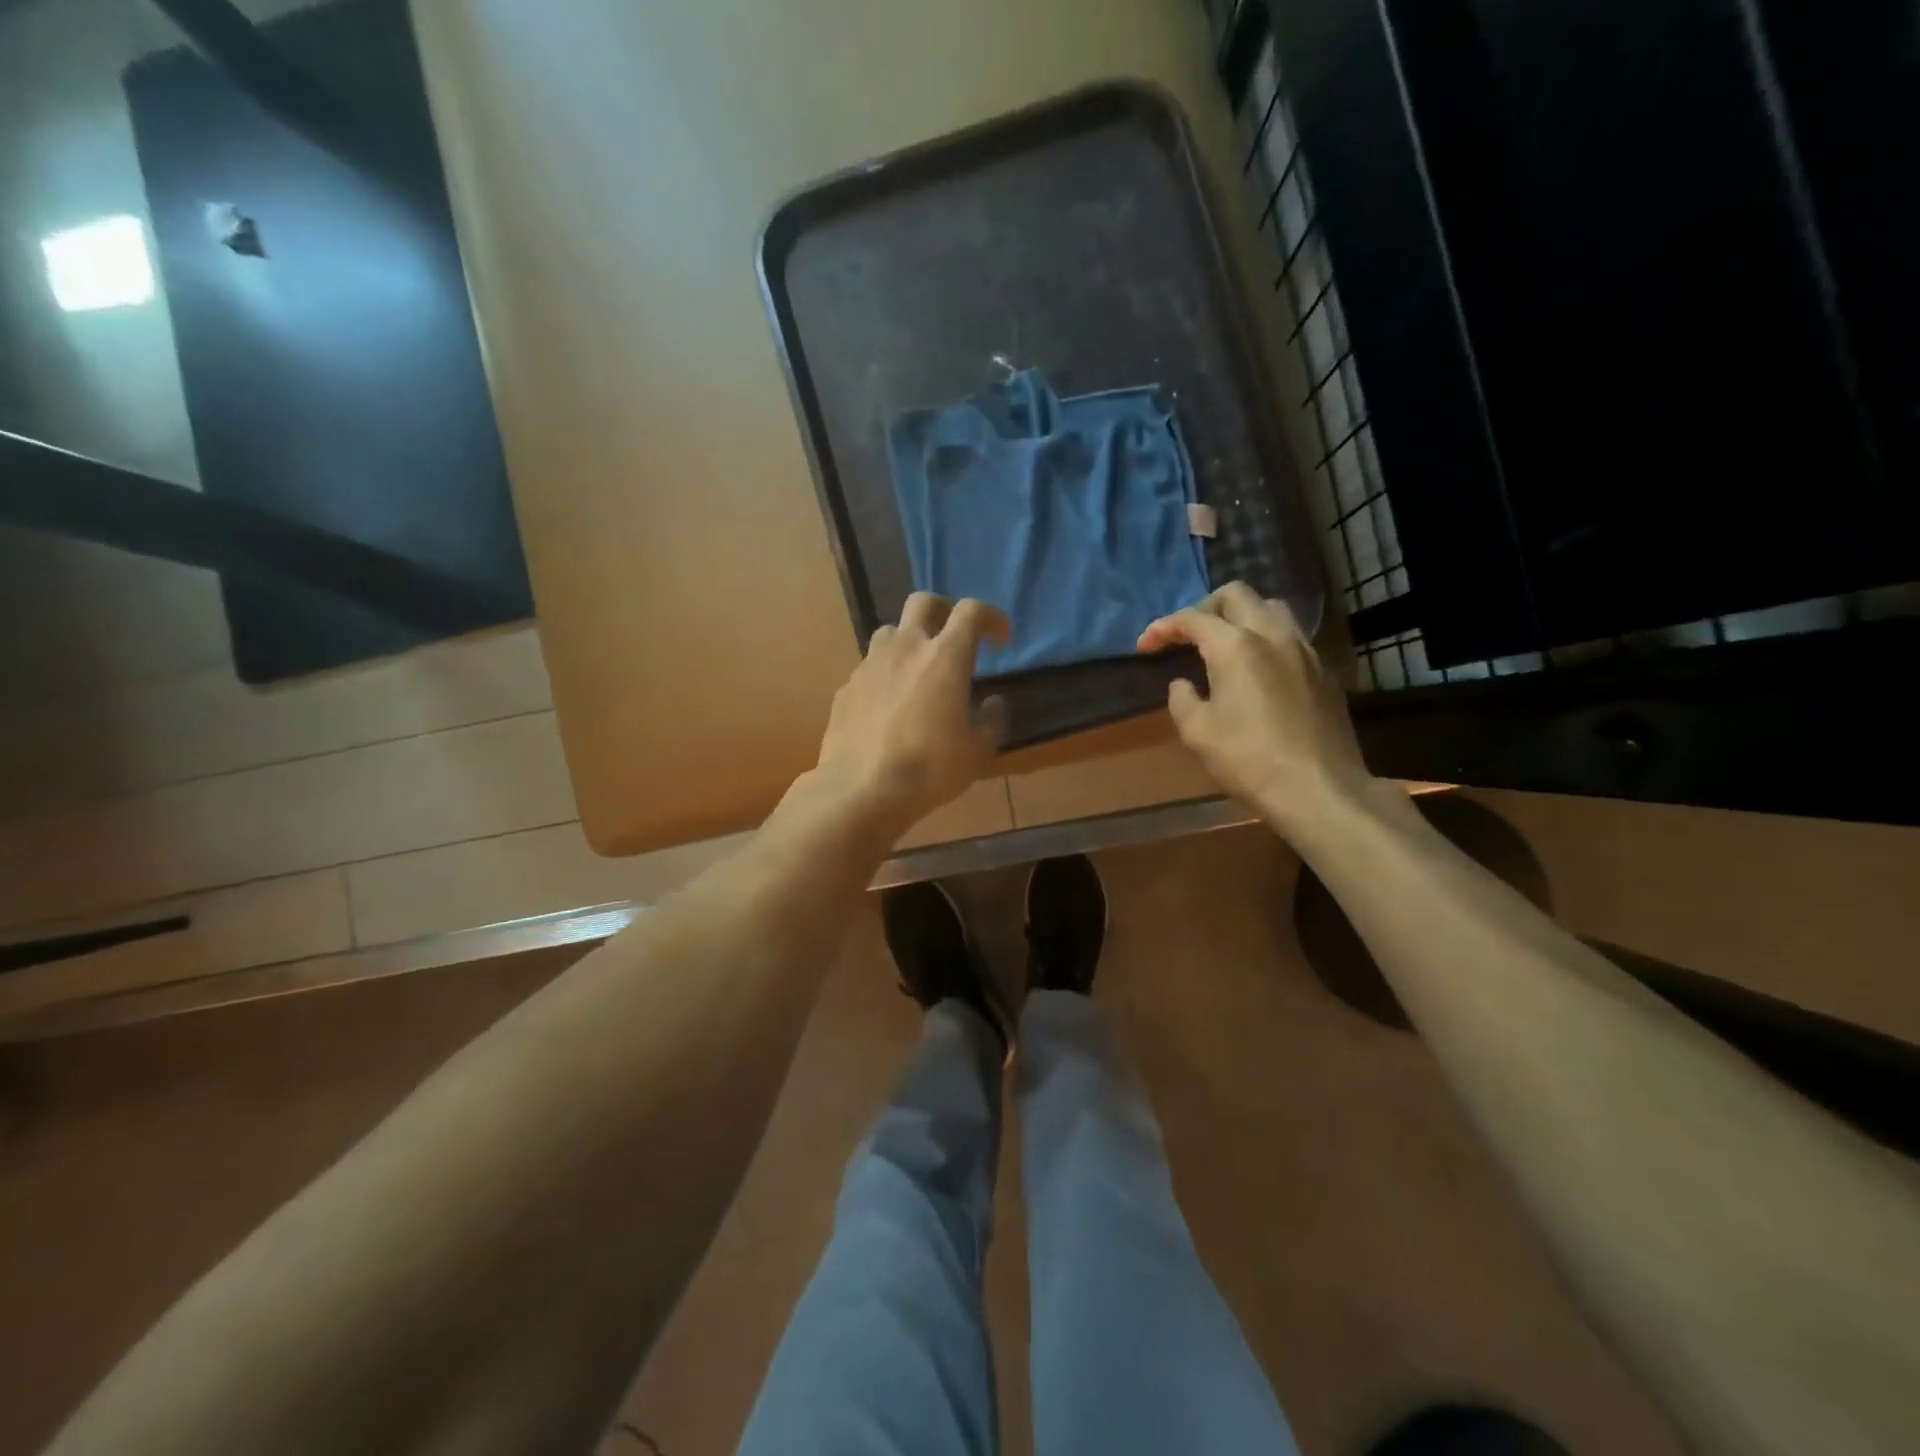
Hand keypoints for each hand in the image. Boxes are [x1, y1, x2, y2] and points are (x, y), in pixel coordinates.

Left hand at [813, 593, 1009, 837]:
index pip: (971, 611)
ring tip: (917, 671)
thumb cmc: (929, 770)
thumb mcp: (977, 752)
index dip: (990, 617)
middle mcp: (906, 648)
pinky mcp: (846, 687)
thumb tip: (993, 703)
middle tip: (954, 637)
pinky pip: (869, 667)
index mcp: (946, 657)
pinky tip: (889, 705)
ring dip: (908, 641)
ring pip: (890, 631)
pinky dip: (885, 675)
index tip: (999, 639)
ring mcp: (870, 665)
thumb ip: (991, 721)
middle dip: (943, 610)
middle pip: (923, 602)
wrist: (860, 790)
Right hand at [1138, 582, 1372, 833]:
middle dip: (1204, 608)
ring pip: (1270, 608)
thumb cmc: (1248, 761)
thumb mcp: (1197, 733)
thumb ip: (1182, 699)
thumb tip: (1183, 684)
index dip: (1163, 627)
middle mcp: (1272, 635)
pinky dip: (1266, 638)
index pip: (1192, 618)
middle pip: (1236, 595)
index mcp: (1236, 647)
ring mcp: (1304, 650)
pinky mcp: (1323, 670)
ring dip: (1241, 616)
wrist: (1318, 790)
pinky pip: (1290, 635)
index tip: (1144, 647)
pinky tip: (1256, 668)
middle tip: (1186, 636)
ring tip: (1224, 643)